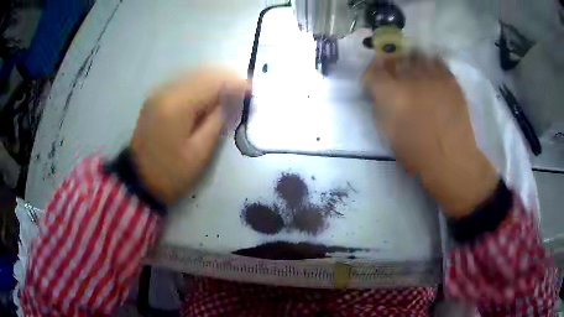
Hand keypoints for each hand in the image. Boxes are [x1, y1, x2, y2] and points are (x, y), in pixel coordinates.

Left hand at [131, 68, 247, 204]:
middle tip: (246, 87)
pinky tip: (211, 92)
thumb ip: (217, 121)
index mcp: (177, 106)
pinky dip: (200, 83)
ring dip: (214, 78)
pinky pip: (183, 82)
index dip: (235, 83)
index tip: (254, 88)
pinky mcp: (156, 98)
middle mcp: (166, 91)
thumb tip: (232, 101)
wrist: (139, 180)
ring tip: (233, 88)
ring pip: (193, 74)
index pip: (212, 83)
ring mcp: (159, 93)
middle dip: (226, 77)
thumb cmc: (171, 173)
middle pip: (202, 73)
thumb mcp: (199, 152)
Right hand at [364, 54, 497, 217]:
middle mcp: (412, 78)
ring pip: (416, 55)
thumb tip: (379, 93)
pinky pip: (437, 62)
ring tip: (413, 72)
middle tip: (393, 75)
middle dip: (390, 65)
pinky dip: (431, 64)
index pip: (373, 72)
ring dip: (410, 62)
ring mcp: (433, 76)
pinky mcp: (450, 80)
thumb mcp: (389, 133)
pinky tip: (431, 75)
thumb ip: (381, 108)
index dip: (371, 74)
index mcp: (392, 94)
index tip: (374, 81)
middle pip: (394, 58)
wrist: (452, 160)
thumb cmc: (418, 153)